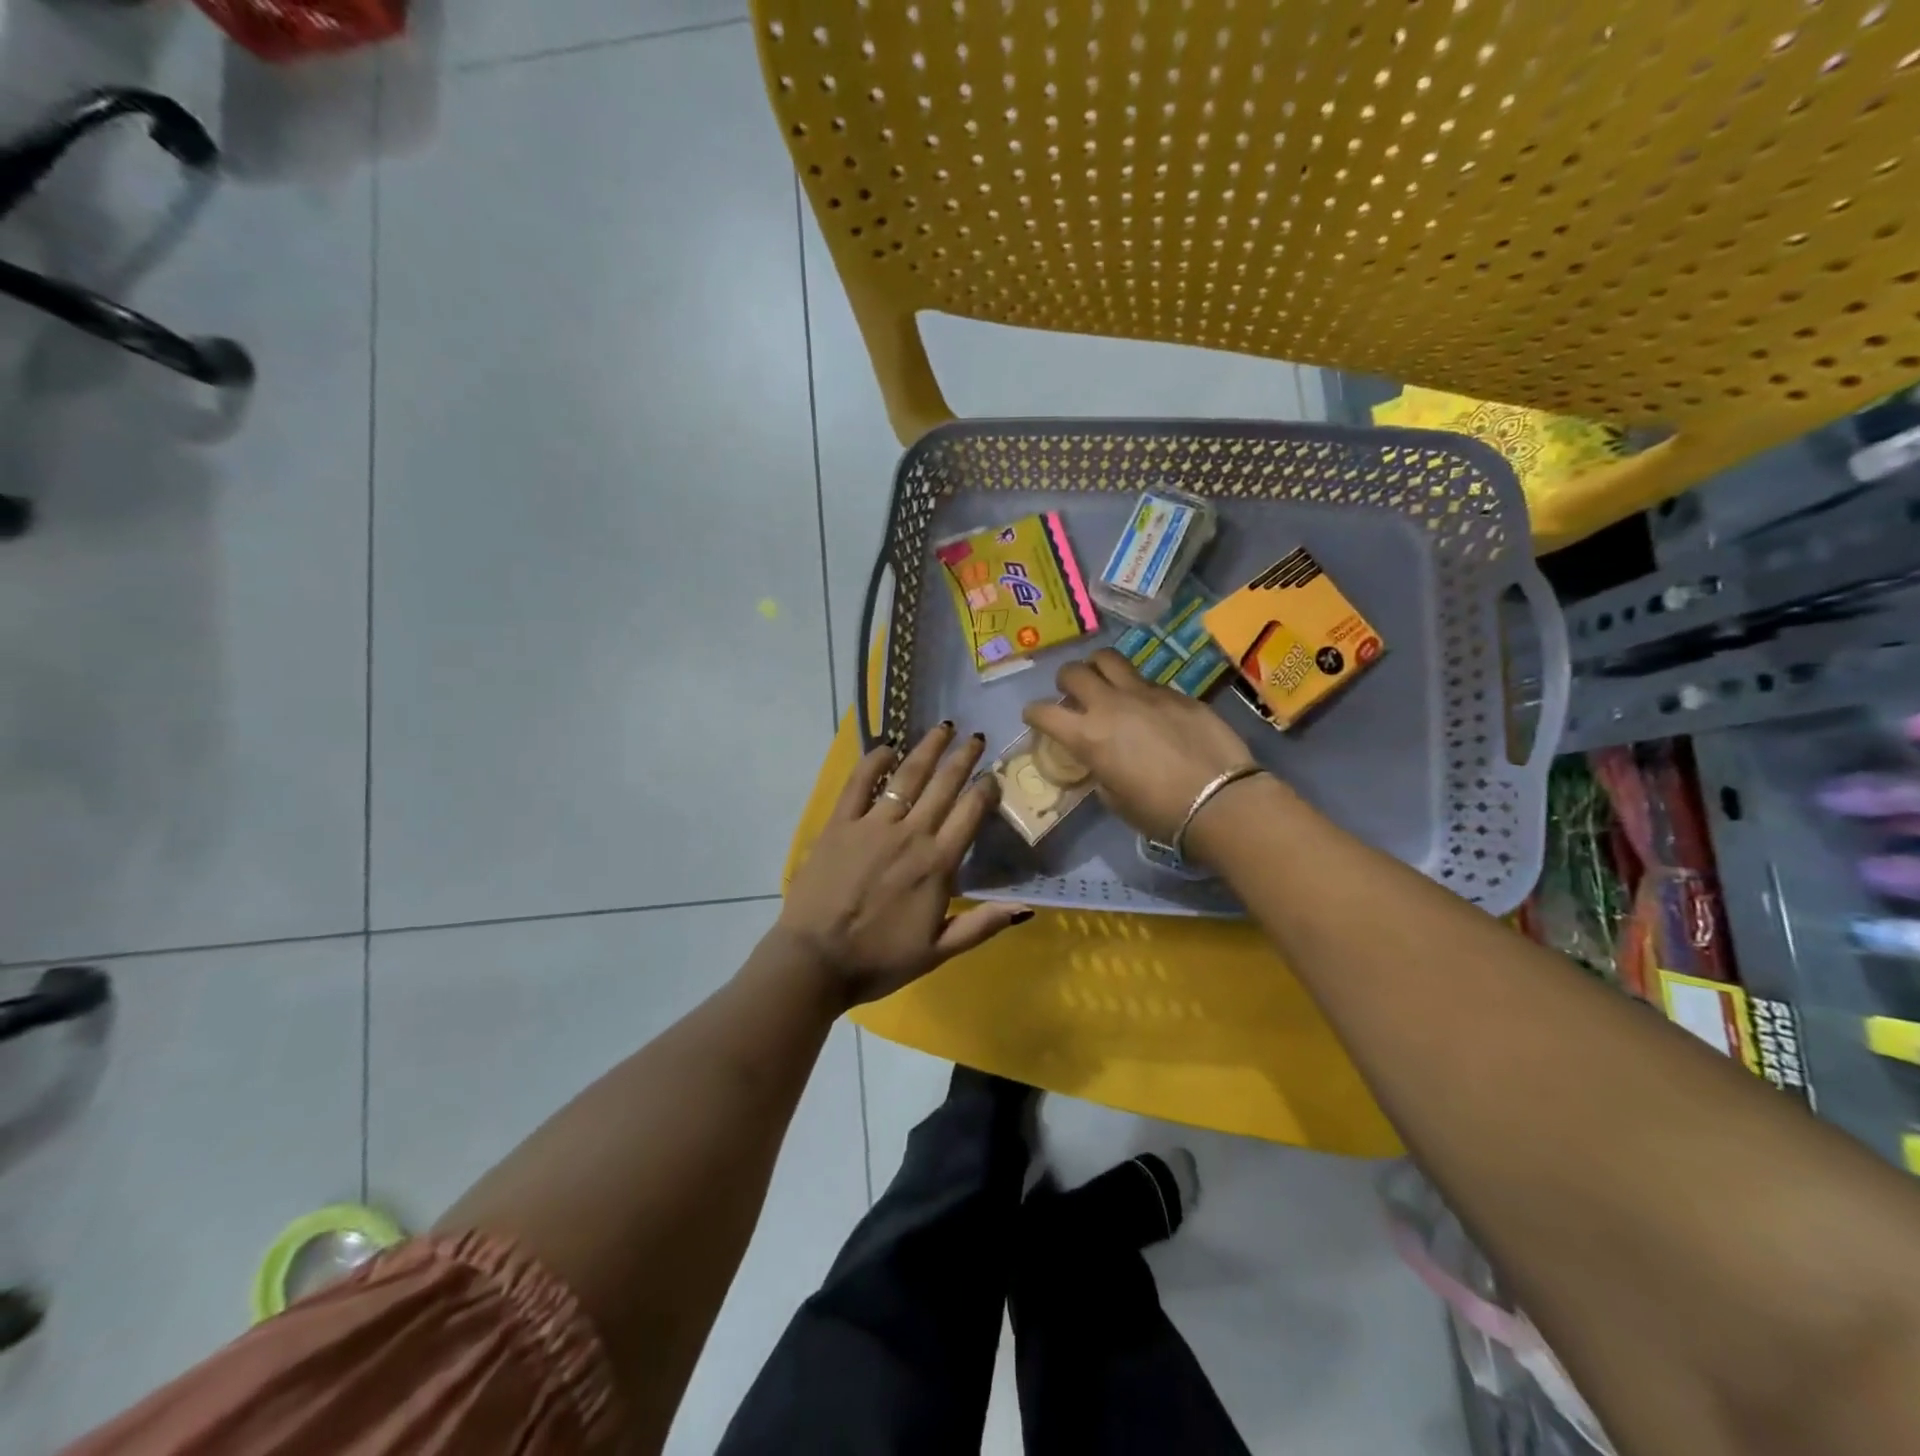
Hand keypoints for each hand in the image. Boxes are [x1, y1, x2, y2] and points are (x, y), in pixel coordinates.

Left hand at [776, 723, 1031, 1006]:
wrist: (816, 962)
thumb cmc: (879, 960)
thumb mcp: (938, 952)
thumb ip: (981, 925)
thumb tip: (1025, 908)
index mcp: (937, 864)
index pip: (970, 813)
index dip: (985, 789)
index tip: (993, 774)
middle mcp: (910, 834)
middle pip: (943, 786)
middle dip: (963, 758)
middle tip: (975, 737)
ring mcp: (872, 824)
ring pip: (907, 776)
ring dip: (927, 749)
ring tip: (942, 728)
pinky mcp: (840, 824)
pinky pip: (859, 783)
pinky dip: (874, 760)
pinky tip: (887, 746)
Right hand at [1023, 650, 1259, 843]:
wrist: (1220, 800)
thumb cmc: (1160, 812)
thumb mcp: (1115, 799)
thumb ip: (1100, 771)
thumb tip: (1101, 761)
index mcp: (1087, 736)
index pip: (1043, 712)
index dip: (1033, 714)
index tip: (1034, 718)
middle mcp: (1110, 704)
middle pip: (1074, 672)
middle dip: (1065, 681)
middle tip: (1071, 694)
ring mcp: (1146, 693)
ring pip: (1109, 659)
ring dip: (1098, 668)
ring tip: (1104, 682)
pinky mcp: (1177, 692)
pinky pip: (1147, 681)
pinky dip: (1138, 689)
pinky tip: (1150, 709)